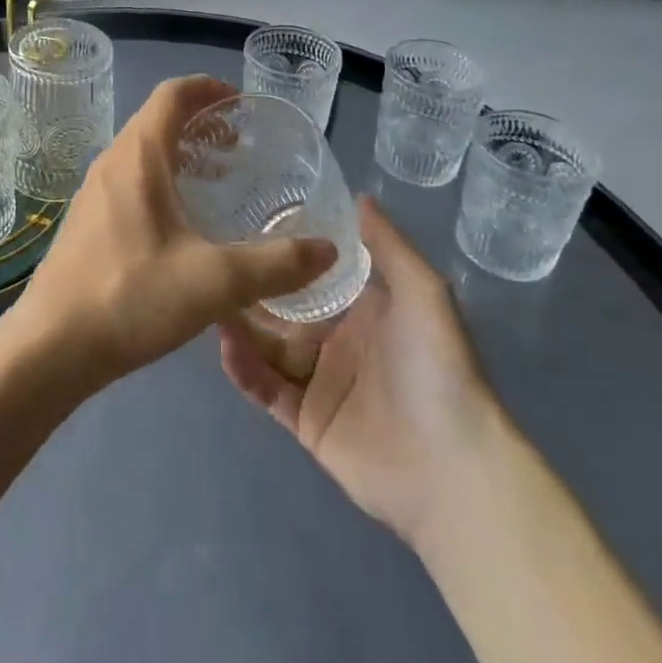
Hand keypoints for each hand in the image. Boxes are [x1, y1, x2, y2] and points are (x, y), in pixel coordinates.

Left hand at [8, 76, 336, 399]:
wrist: (50, 346)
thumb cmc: (130, 297)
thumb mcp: (215, 282)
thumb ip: (276, 264)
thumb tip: (328, 250)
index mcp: (138, 156)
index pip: (173, 94)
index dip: (209, 88)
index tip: (242, 103)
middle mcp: (112, 161)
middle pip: (158, 118)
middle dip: (201, 121)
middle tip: (241, 145)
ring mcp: (94, 191)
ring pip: (143, 150)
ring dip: (182, 151)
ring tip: (219, 179)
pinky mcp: (88, 219)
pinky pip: (131, 178)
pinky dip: (163, 178)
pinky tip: (183, 223)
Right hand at [218, 197, 499, 548]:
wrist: (453, 467)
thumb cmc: (437, 368)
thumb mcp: (423, 292)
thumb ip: (387, 245)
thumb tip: (358, 194)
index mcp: (363, 311)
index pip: (313, 276)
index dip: (283, 254)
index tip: (246, 224)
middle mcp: (338, 342)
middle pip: (283, 311)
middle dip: (251, 289)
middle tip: (212, 263)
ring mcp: (320, 384)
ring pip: (268, 348)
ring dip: (240, 327)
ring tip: (208, 300)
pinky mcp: (306, 421)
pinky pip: (267, 390)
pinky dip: (245, 370)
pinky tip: (224, 345)